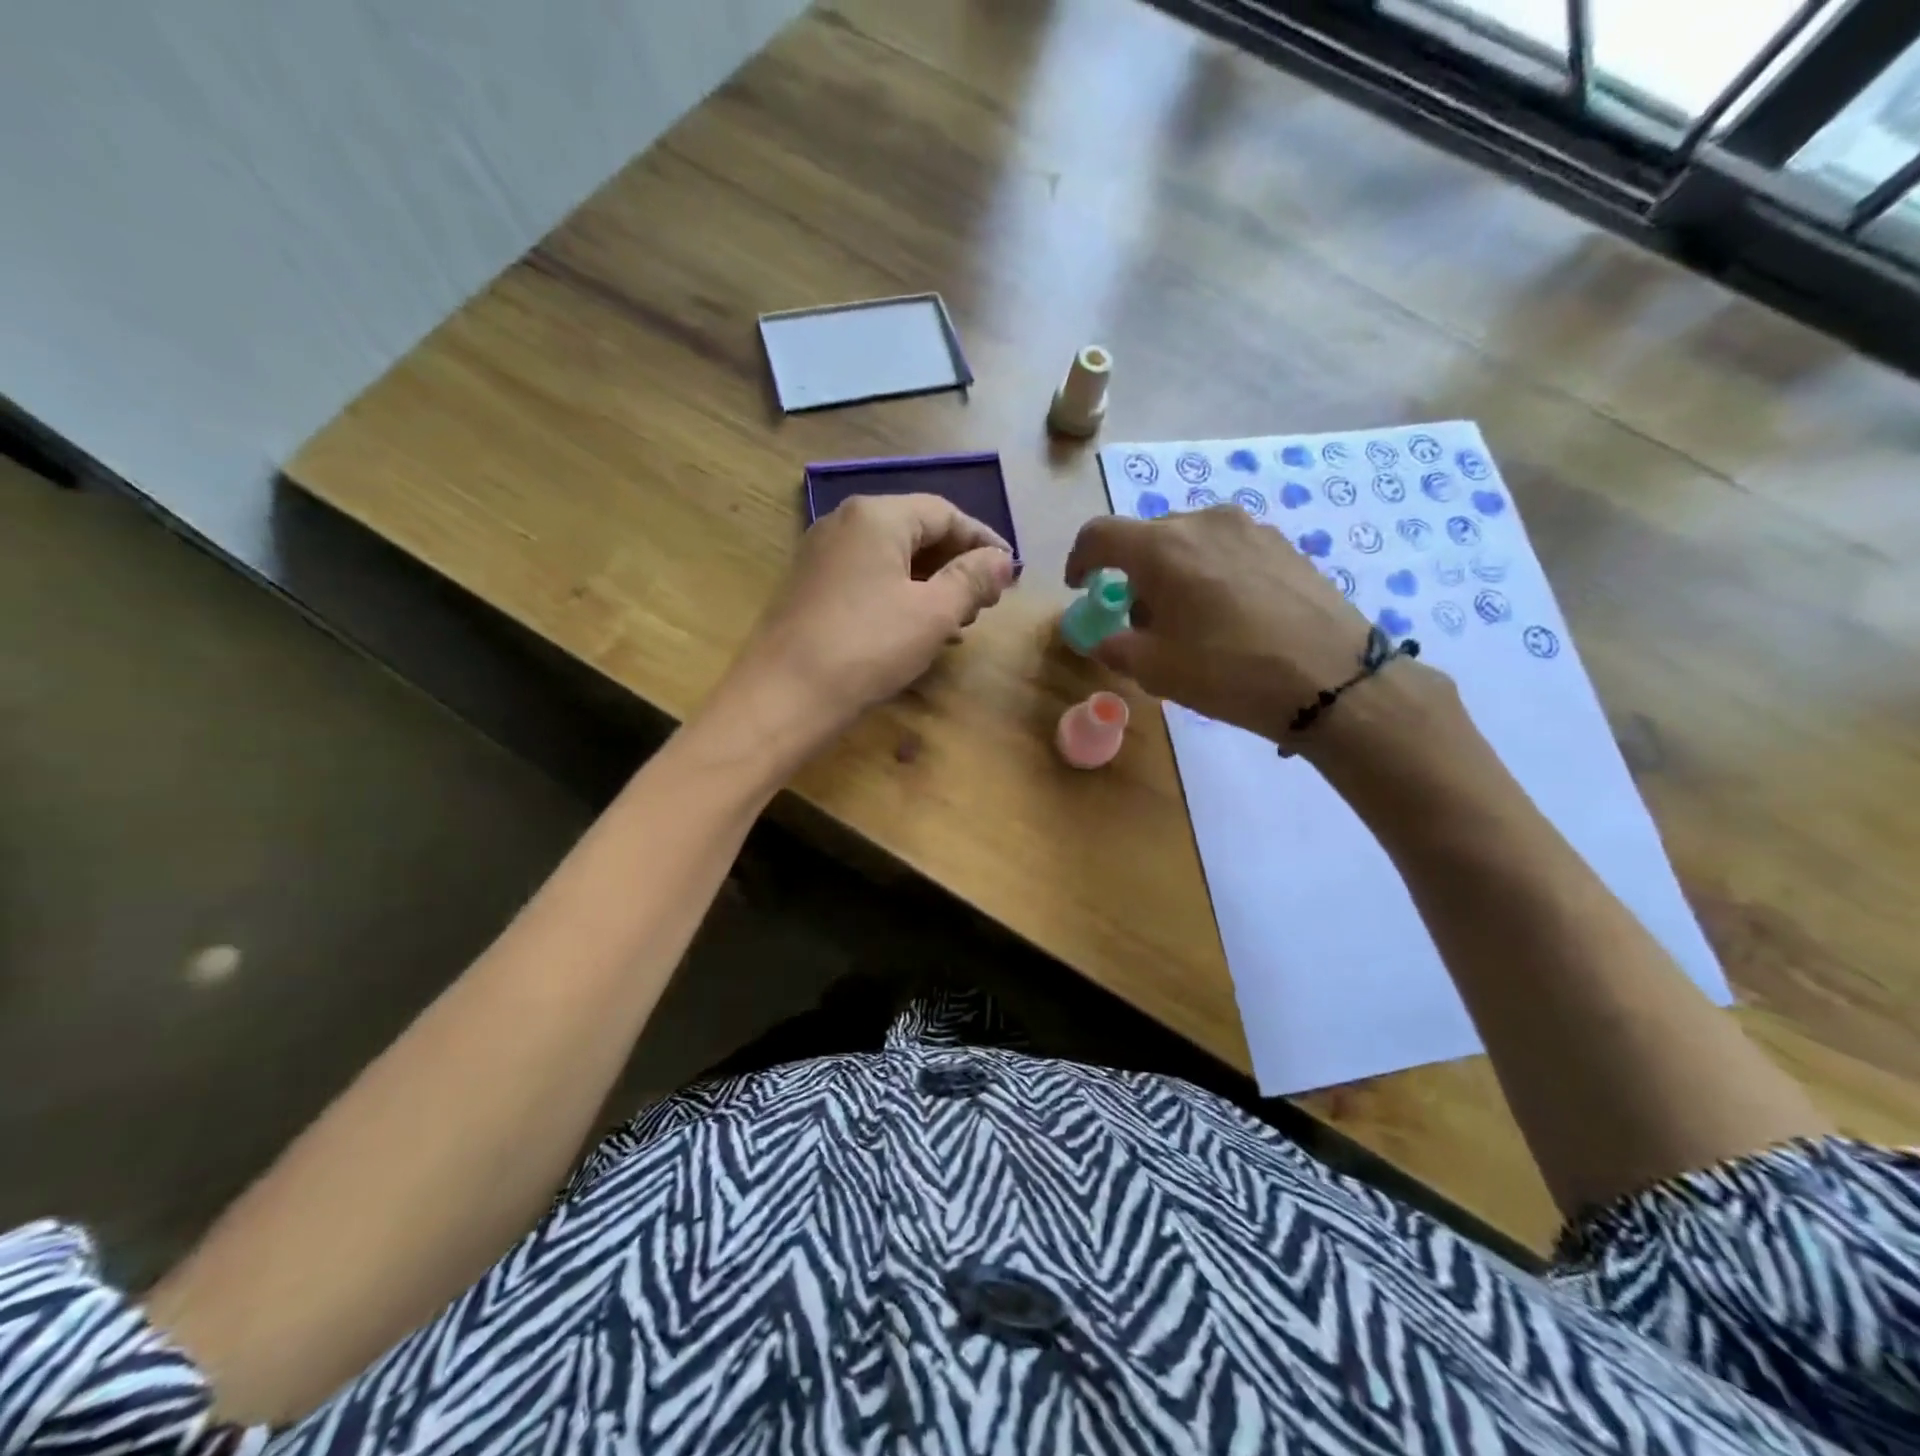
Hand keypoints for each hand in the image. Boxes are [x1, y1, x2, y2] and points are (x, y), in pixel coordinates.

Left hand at [726, 492, 1015, 742]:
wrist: (782, 696)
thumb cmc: (867, 648)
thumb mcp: (933, 614)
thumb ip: (973, 580)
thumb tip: (1003, 560)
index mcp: (877, 516)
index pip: (945, 513)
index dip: (983, 541)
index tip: (1011, 572)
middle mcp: (844, 523)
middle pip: (917, 532)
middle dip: (957, 565)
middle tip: (985, 602)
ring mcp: (822, 555)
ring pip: (892, 558)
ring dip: (931, 585)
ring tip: (958, 622)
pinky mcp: (810, 587)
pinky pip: (868, 579)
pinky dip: (900, 596)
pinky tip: (917, 630)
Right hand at [1064, 505, 1370, 741]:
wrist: (1332, 679)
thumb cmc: (1229, 672)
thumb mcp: (1157, 670)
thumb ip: (1115, 647)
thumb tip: (1102, 638)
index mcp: (1162, 547)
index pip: (1099, 535)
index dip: (1080, 560)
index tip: (1082, 588)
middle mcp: (1203, 522)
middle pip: (1147, 537)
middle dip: (1132, 573)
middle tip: (1140, 618)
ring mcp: (1249, 528)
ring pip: (1189, 541)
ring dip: (1173, 571)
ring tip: (1188, 617)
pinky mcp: (1283, 543)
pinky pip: (1227, 548)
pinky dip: (1210, 571)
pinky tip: (1228, 613)